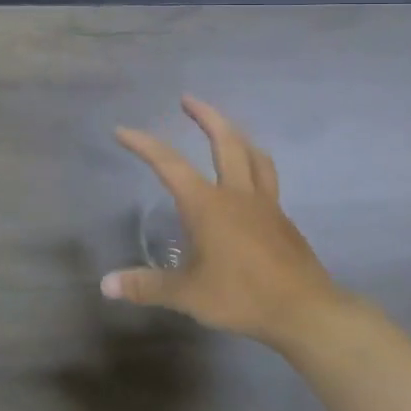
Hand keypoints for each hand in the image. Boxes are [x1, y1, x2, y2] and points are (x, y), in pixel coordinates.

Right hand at [108, 96, 350, 348]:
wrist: (305, 310)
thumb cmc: (242, 296)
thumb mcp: (187, 295)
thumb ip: (147, 286)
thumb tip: (106, 284)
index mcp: (207, 204)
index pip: (168, 164)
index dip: (143, 144)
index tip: (122, 130)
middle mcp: (236, 194)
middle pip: (225, 141)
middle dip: (205, 116)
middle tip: (188, 99)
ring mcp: (265, 204)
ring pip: (254, 155)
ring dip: (237, 135)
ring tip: (226, 129)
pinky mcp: (282, 220)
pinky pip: (267, 179)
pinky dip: (255, 165)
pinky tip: (250, 181)